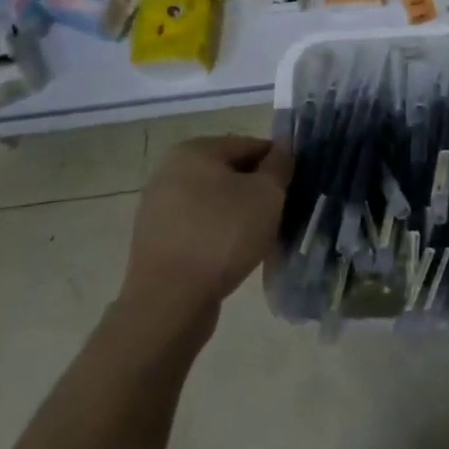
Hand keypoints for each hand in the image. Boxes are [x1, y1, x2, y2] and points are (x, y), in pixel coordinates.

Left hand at [121, 135, 291, 330]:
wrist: (169, 303)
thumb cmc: (222, 236)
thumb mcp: (266, 194)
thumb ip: (279, 165)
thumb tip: (284, 147)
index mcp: (195, 150)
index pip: (250, 145)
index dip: (277, 165)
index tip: (293, 188)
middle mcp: (170, 170)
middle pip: (230, 173)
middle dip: (256, 190)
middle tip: (278, 214)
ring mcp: (158, 206)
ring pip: (214, 201)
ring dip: (238, 214)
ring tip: (257, 238)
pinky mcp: (155, 240)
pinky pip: (198, 226)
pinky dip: (217, 234)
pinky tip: (232, 255)